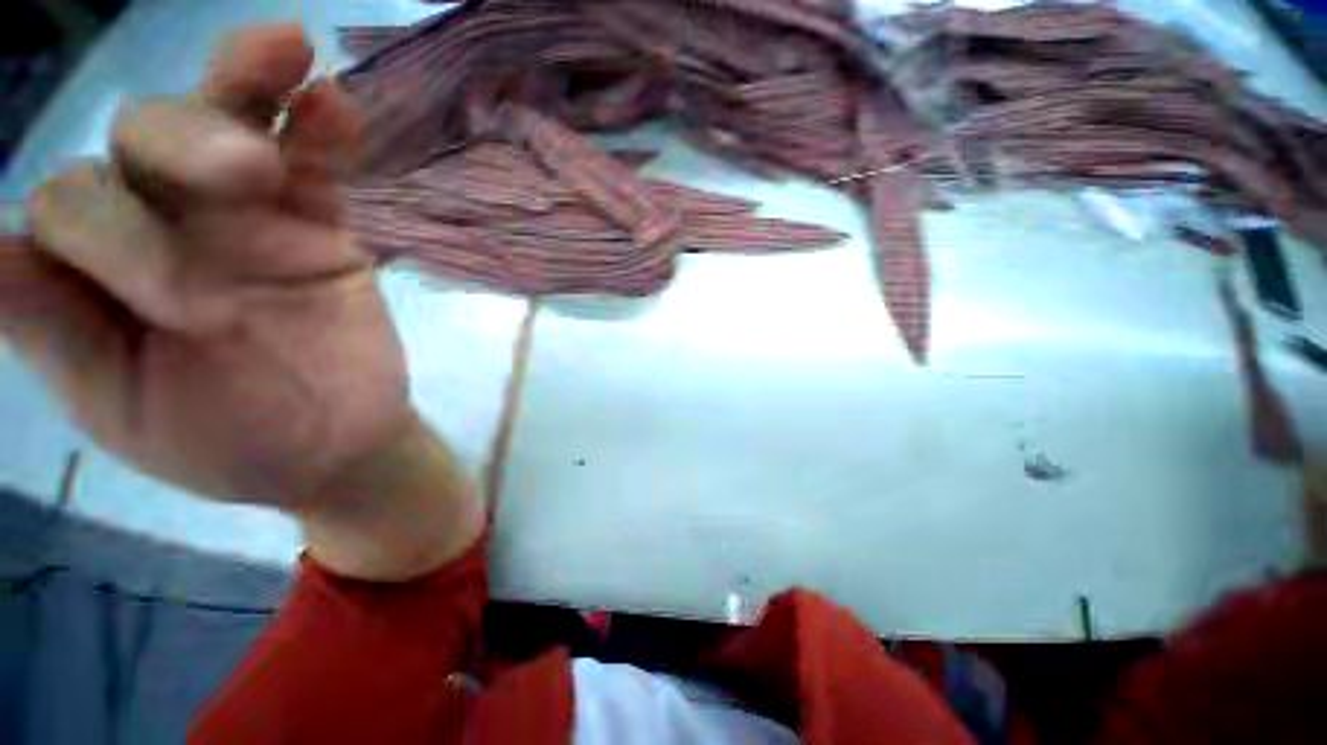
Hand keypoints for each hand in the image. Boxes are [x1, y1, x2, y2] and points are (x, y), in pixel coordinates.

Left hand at [2, 25, 408, 507]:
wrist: (333, 445)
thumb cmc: (229, 441)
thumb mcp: (115, 405)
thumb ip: (45, 323)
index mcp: (95, 270)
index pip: (63, 205)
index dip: (97, 235)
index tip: (161, 304)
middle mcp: (160, 222)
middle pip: (145, 138)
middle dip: (184, 144)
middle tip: (245, 182)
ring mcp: (246, 216)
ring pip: (229, 123)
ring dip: (250, 85)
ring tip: (289, 54)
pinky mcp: (318, 224)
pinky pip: (318, 160)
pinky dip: (325, 127)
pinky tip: (331, 103)